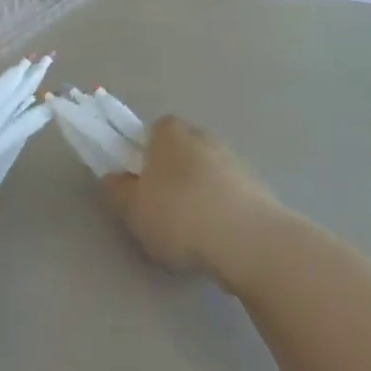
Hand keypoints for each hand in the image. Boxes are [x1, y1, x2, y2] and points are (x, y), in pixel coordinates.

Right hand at [102, 116, 288, 285]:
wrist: (247, 239)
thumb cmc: (178, 215)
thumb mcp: (131, 209)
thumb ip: (117, 190)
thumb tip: (114, 178)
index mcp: (168, 132)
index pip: (150, 131)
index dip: (141, 155)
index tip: (138, 184)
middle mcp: (202, 136)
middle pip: (179, 151)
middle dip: (170, 173)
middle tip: (159, 209)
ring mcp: (233, 159)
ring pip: (205, 172)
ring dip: (197, 192)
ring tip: (189, 231)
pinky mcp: (256, 185)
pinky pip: (227, 193)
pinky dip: (219, 209)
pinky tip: (214, 237)